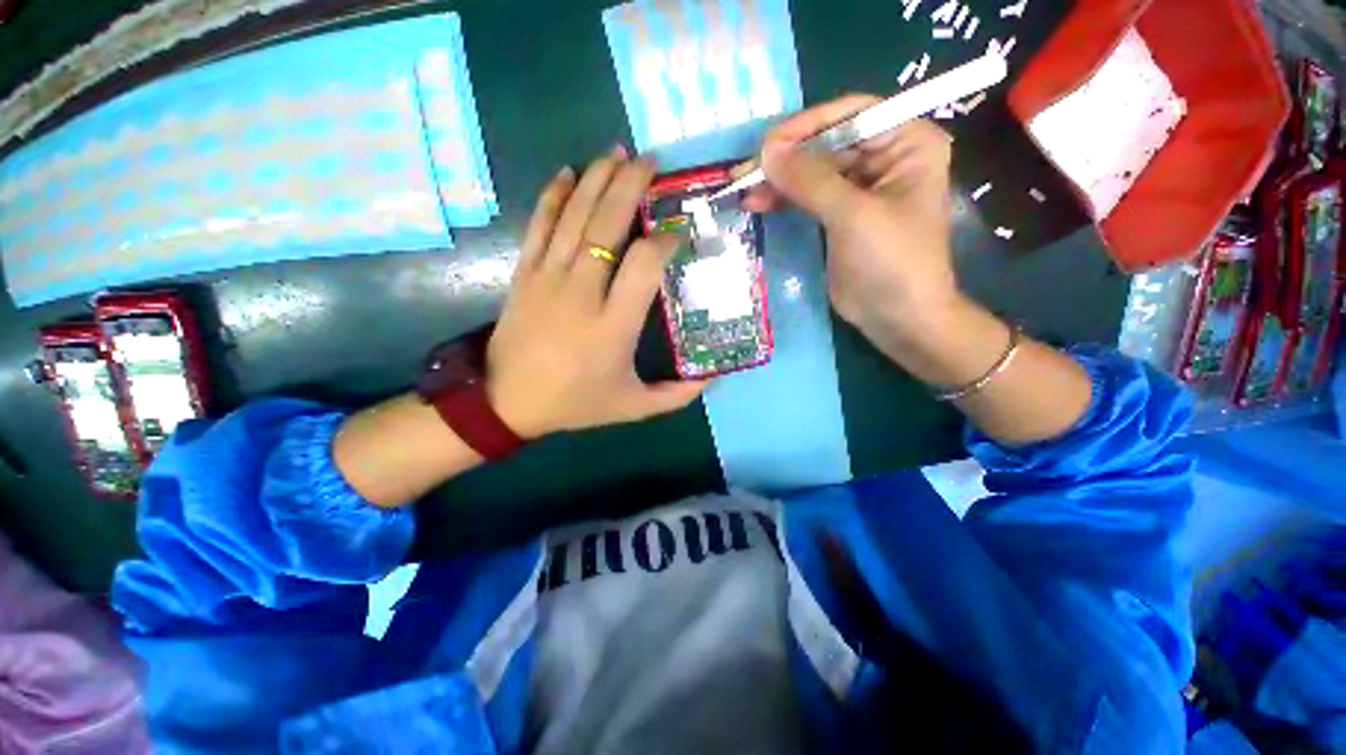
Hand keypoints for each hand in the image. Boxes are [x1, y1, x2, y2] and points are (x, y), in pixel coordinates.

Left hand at [485, 148, 707, 438]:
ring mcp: (548, 278)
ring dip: (596, 179)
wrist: (507, 402)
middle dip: (630, 186)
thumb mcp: (633, 407)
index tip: (680, 229)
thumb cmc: (575, 403)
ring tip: (617, 152)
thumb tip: (714, 377)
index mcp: (613, 325)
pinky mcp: (525, 274)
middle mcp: (582, 293)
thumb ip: (677, 395)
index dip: (666, 240)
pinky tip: (567, 172)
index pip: (644, 265)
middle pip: (606, 226)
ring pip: (573, 216)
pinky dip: (553, 195)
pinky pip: (539, 225)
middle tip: (651, 161)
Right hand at [743, 97, 957, 354]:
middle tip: (744, 172)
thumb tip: (765, 151)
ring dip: (779, 179)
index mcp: (907, 142)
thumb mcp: (852, 216)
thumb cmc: (891, 262)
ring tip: (743, 189)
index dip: (807, 126)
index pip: (852, 115)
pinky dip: (783, 198)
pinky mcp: (840, 215)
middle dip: (786, 158)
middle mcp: (886, 157)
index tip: (766, 145)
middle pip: (827, 143)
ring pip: (812, 171)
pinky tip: (758, 202)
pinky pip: (808, 196)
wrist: (897, 317)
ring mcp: (860, 188)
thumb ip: (809, 180)